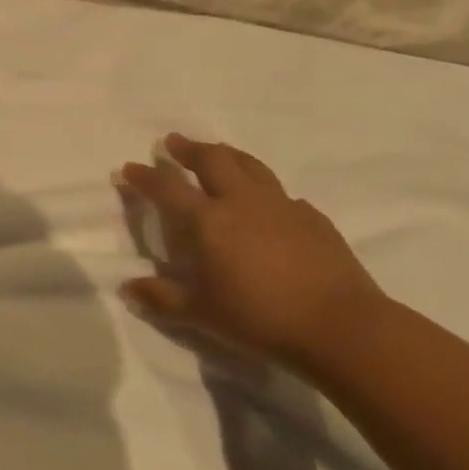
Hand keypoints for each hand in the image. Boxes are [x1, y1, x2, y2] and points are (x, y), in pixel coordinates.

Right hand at [116, 133, 385, 368]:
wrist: (341, 326)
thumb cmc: (259, 318)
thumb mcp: (200, 314)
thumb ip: (161, 298)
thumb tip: (127, 288)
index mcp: (208, 220)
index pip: (167, 188)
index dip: (145, 176)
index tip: (129, 168)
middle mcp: (242, 202)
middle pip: (212, 160)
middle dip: (189, 148)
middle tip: (174, 143)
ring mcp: (281, 206)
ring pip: (250, 165)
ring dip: (227, 155)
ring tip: (217, 153)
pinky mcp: (313, 218)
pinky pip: (281, 194)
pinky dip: (264, 190)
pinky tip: (266, 204)